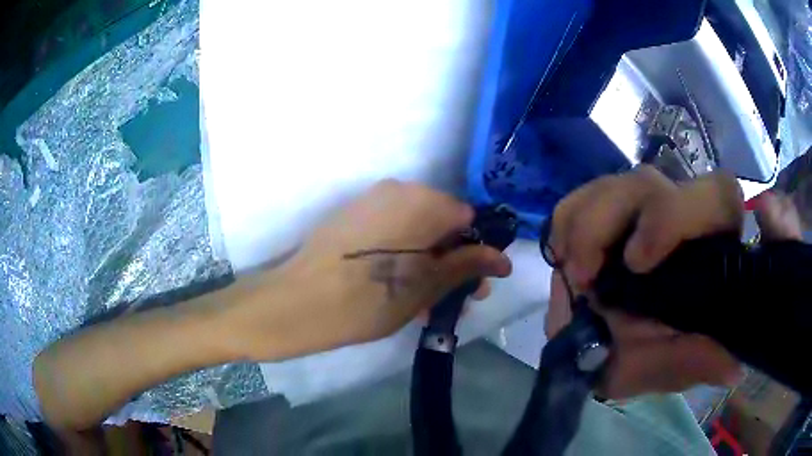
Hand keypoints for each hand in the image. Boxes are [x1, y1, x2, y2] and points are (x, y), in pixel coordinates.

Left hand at [230, 180, 511, 360]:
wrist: (295, 304)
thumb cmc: (368, 300)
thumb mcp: (427, 288)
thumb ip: (467, 267)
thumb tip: (504, 259)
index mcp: (422, 201)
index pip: (468, 221)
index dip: (474, 254)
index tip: (470, 288)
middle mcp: (397, 190)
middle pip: (440, 226)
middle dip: (450, 263)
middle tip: (451, 301)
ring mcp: (370, 202)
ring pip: (415, 232)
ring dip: (426, 266)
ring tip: (423, 304)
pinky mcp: (350, 217)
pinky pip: (390, 233)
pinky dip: (401, 258)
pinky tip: (398, 290)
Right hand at [544, 166, 801, 398]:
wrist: (606, 351)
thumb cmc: (648, 356)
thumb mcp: (671, 367)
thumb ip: (699, 361)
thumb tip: (734, 367)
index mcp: (708, 247)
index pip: (714, 197)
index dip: (676, 214)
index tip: (636, 262)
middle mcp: (676, 217)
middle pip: (649, 183)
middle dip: (608, 219)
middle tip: (583, 276)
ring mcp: (637, 211)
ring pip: (612, 185)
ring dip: (583, 226)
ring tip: (574, 276)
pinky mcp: (602, 213)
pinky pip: (579, 197)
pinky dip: (566, 223)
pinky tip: (565, 257)